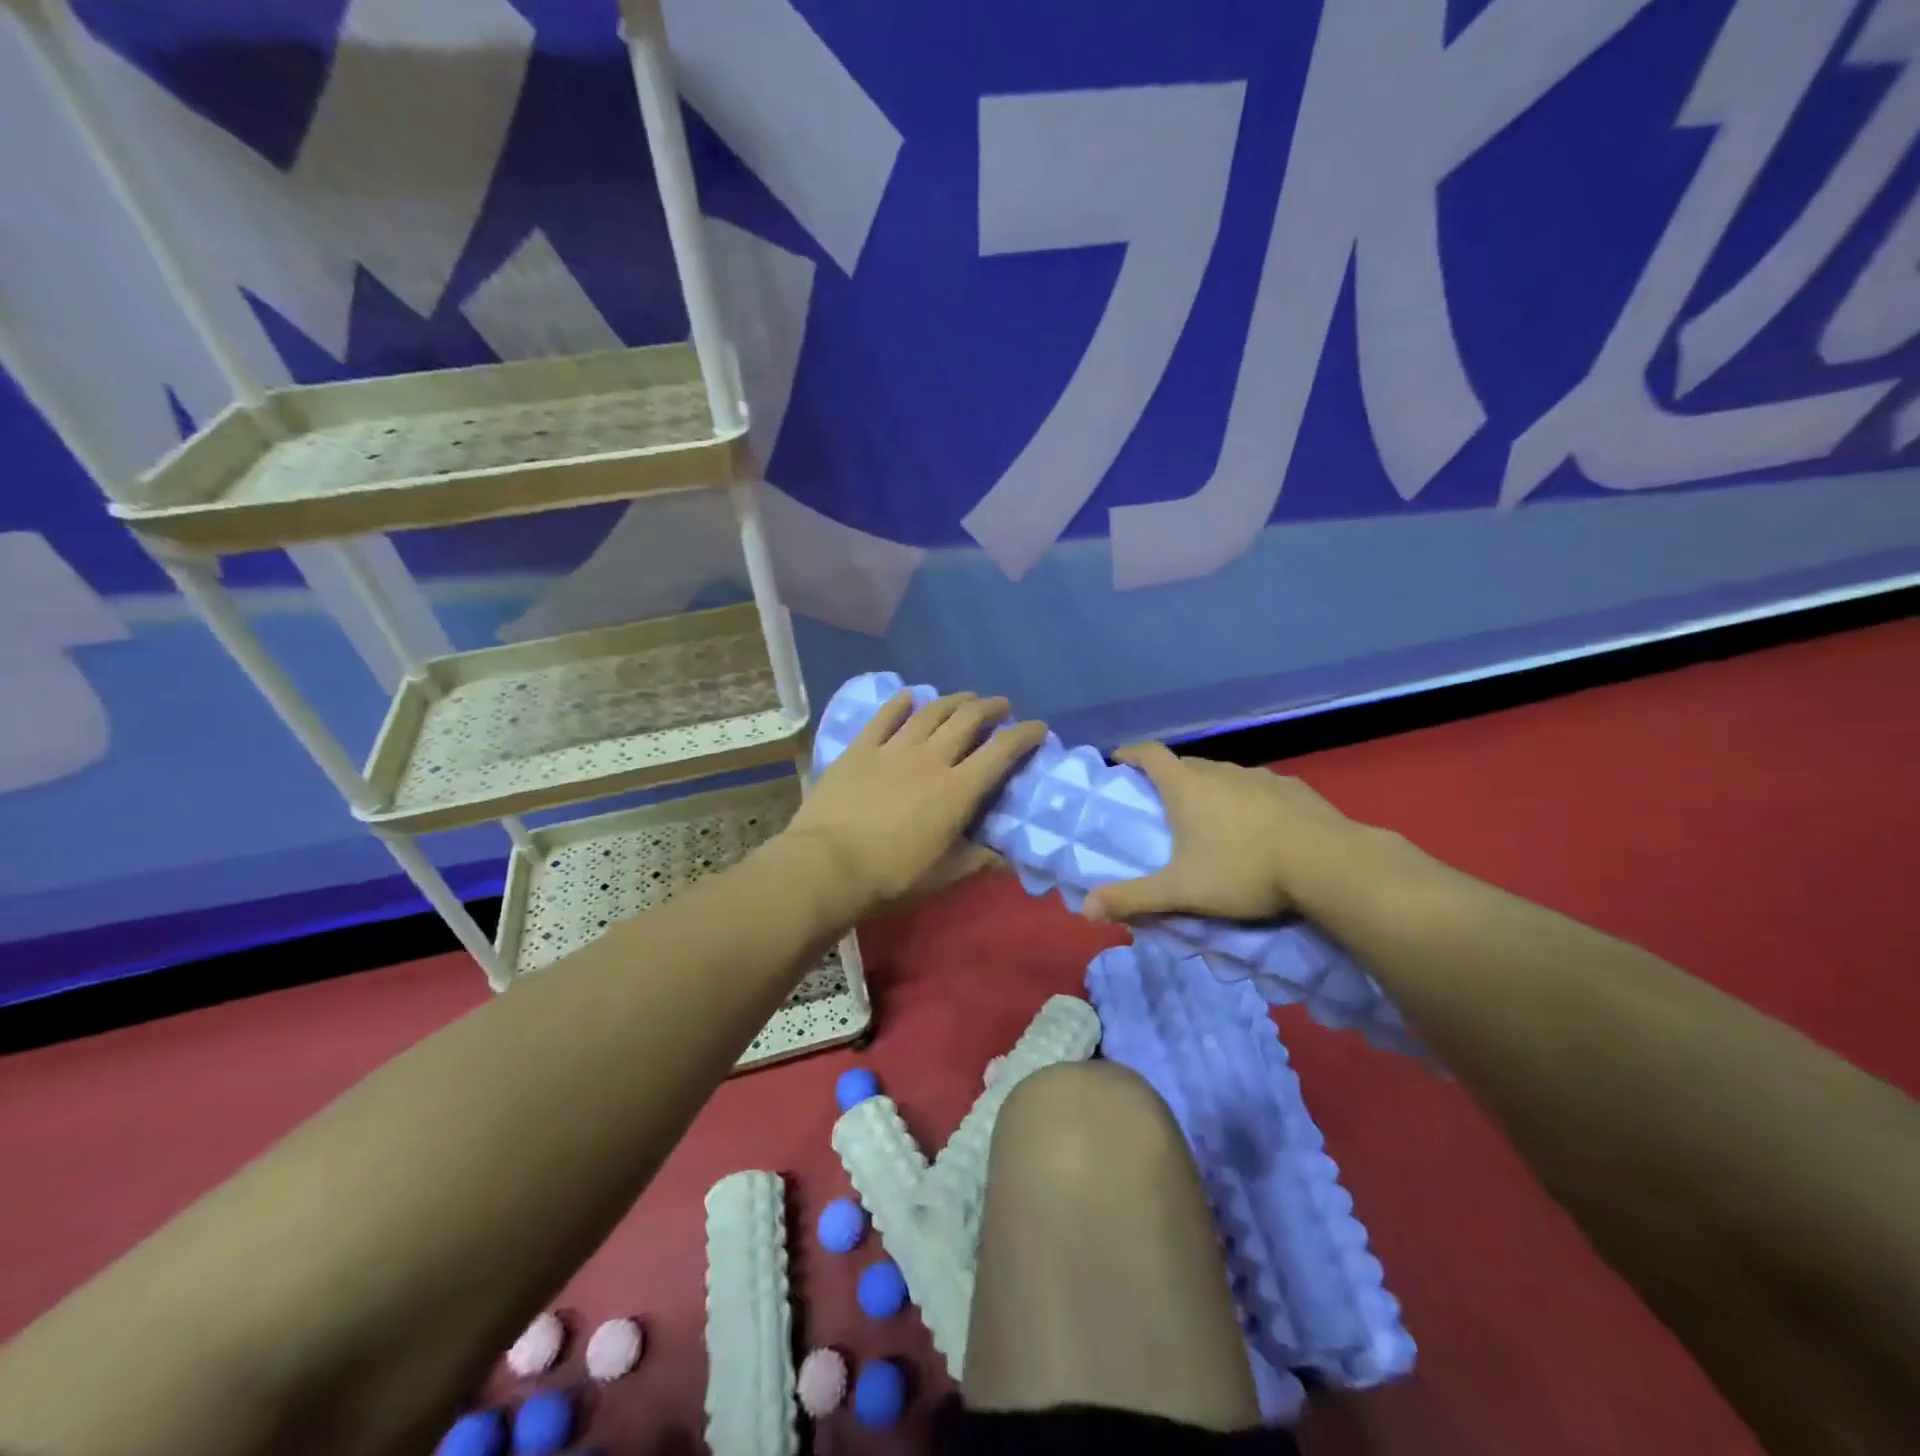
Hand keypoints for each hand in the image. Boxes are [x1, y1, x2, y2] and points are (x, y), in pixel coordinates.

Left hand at [781, 691, 1047, 921]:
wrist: (828, 866)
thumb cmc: (892, 876)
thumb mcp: (945, 875)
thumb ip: (979, 861)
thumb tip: (1008, 859)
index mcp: (958, 790)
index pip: (1001, 752)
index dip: (1025, 735)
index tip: (1038, 727)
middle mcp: (931, 759)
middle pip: (967, 720)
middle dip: (990, 708)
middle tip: (1001, 706)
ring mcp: (893, 749)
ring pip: (930, 713)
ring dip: (953, 700)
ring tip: (965, 698)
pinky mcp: (860, 749)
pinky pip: (884, 717)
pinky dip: (900, 703)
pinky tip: (909, 696)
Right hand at [1082, 744, 1363, 924]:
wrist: (1328, 864)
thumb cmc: (1243, 871)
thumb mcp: (1181, 891)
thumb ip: (1134, 899)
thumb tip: (1086, 910)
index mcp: (1187, 787)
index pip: (1149, 753)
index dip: (1131, 753)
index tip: (1119, 760)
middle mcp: (1221, 772)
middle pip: (1186, 764)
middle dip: (1170, 777)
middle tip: (1163, 804)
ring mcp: (1260, 777)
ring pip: (1225, 776)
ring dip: (1211, 790)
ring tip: (1212, 820)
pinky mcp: (1294, 790)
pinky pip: (1259, 789)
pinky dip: (1248, 801)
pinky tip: (1259, 828)